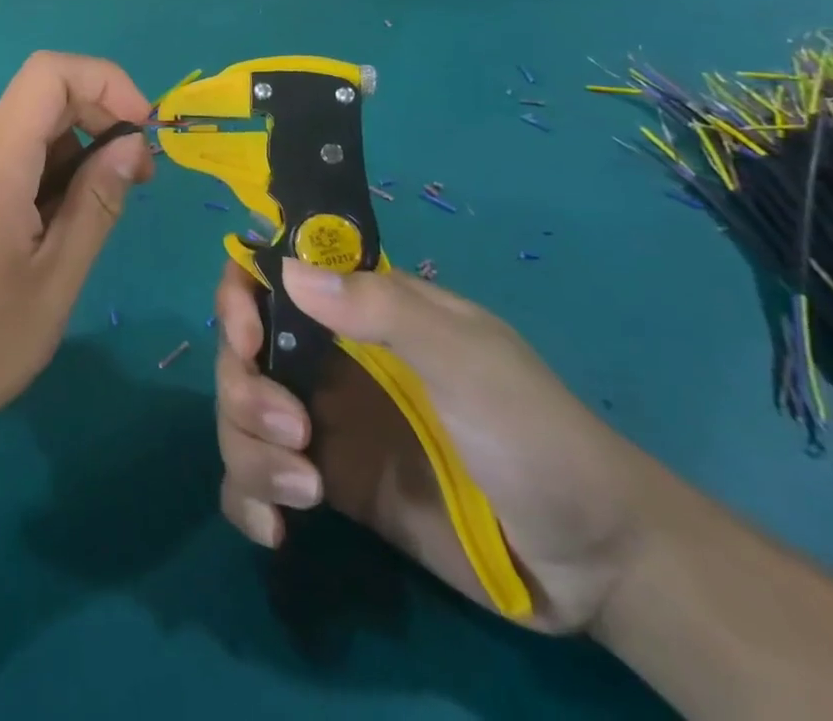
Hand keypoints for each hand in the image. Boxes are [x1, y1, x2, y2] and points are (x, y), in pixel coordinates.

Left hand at [0, 52, 153, 453]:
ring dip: (74, 157)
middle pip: (41, 99)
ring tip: (94, 222)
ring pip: (26, 133)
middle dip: (100, 123)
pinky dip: (44, 176)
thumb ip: (98, 202)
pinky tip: (53, 232)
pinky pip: (5, 161)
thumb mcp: (56, 279)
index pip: (50, 72)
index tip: (144, 132)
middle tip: (137, 184)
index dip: (107, 83)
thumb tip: (132, 144)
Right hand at [214, 258, 652, 633]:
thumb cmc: (535, 434)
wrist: (594, 562)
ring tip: (306, 491)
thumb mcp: (469, 360)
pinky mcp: (327, 484)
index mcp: (358, 312)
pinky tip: (274, 528)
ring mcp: (323, 424)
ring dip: (248, 451)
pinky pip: (255, 480)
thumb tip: (288, 271)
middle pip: (239, 353)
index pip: (270, 278)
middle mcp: (327, 360)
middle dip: (245, 390)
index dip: (240, 298)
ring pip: (239, 417)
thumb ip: (384, 310)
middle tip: (296, 432)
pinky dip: (247, 498)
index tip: (247, 339)